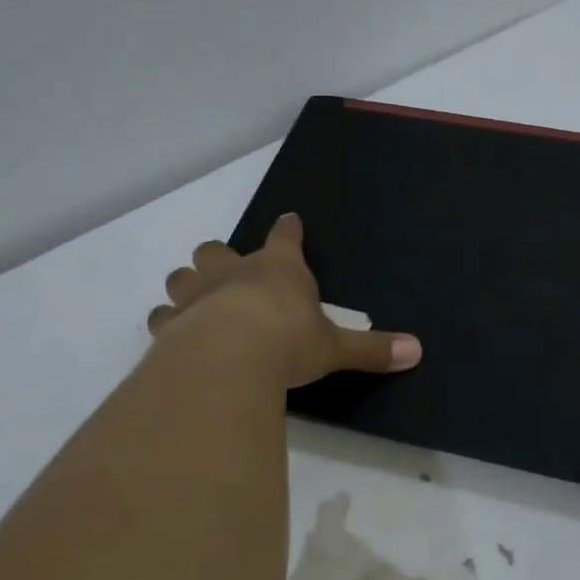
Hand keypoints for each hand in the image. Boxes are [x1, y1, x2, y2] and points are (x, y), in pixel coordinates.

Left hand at [148, 214, 422, 387]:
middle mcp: (233, 272)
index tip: (289, 221)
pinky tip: (174, 334)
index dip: (288, 229)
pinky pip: (162, 316)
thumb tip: (418, 351)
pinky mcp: (170, 324)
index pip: (285, 236)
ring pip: (183, 276)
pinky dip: (168, 322)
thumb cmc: (288, 342)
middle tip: (228, 273)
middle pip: (217, 250)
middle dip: (221, 258)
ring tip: (196, 301)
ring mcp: (197, 295)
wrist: (229, 358)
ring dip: (189, 285)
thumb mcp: (335, 348)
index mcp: (278, 269)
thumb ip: (371, 349)